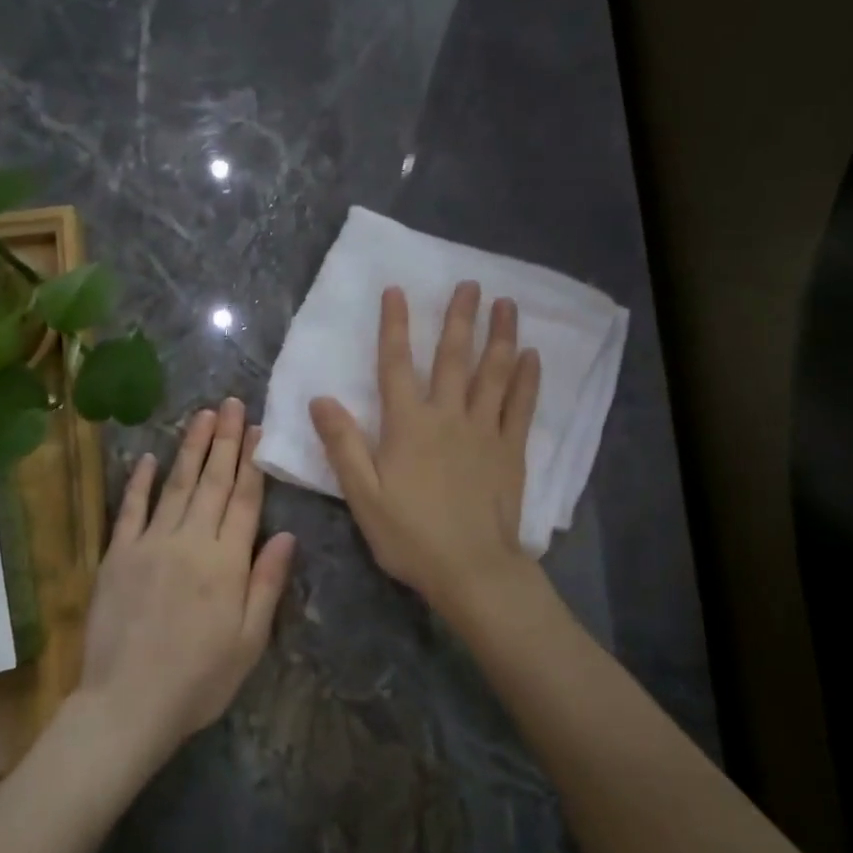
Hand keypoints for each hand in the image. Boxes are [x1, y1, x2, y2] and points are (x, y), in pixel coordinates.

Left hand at [77, 397, 296, 756]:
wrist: (127, 705)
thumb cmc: (199, 679)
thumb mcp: (249, 641)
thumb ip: (267, 583)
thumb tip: (286, 534)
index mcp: (226, 561)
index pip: (245, 499)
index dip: (253, 462)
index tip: (258, 430)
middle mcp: (190, 541)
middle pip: (213, 481)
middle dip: (225, 440)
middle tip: (232, 404)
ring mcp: (150, 543)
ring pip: (176, 485)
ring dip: (191, 448)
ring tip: (203, 416)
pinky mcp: (118, 555)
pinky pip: (131, 510)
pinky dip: (139, 482)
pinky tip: (148, 458)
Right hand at [309, 281, 540, 613]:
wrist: (471, 569)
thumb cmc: (410, 535)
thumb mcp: (363, 495)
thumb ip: (343, 445)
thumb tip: (320, 399)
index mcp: (408, 425)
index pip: (396, 364)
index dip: (394, 325)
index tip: (396, 290)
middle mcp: (448, 417)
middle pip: (453, 358)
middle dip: (459, 317)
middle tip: (469, 283)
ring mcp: (484, 431)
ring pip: (493, 373)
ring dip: (500, 336)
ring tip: (507, 304)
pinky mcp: (510, 450)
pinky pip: (520, 406)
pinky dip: (526, 380)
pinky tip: (532, 357)